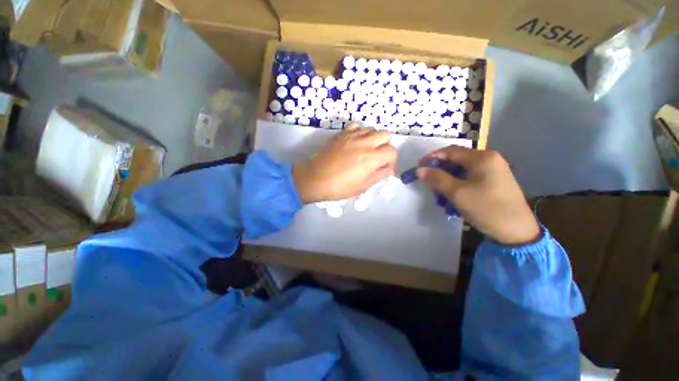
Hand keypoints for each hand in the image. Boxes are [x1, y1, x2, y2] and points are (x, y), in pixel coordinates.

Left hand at [293, 124, 396, 203]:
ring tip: (367, 150)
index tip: (386, 168)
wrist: (314, 179)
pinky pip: (357, 126)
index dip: (392, 160)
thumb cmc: (339, 187)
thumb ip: (379, 175)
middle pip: (386, 134)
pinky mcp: (341, 134)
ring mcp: (351, 136)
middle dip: (386, 146)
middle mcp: (364, 143)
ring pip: (372, 129)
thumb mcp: (362, 187)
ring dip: (374, 139)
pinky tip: (356, 142)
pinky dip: (361, 132)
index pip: (392, 151)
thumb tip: (389, 168)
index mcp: (370, 159)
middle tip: (378, 157)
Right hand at [417, 147, 539, 245]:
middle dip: (440, 170)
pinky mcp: (494, 181)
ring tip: (439, 192)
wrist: (517, 231)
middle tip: (428, 182)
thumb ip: (437, 178)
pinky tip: (453, 195)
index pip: (450, 151)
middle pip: (457, 159)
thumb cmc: (486, 208)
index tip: (418, 167)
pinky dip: (458, 183)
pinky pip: (470, 177)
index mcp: (482, 158)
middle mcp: (489, 159)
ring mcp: (493, 170)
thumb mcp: (457, 193)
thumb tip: (419, 169)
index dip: (432, 158)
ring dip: (447, 178)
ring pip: (462, 169)